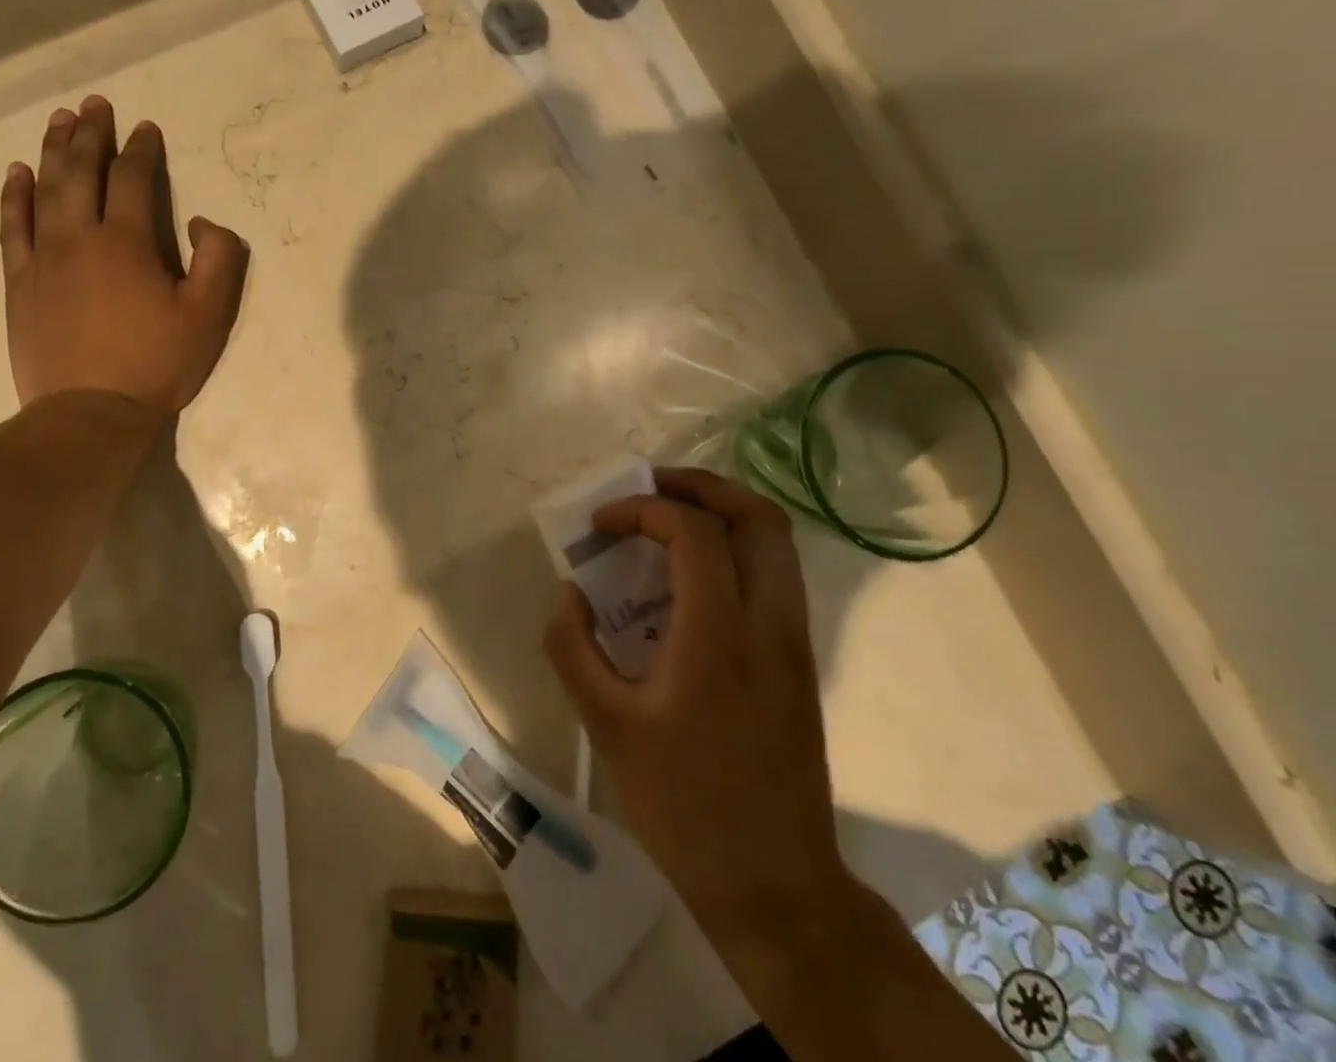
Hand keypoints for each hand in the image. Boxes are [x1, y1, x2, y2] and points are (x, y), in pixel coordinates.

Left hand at [0, 96, 248, 414]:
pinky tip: (17, 174)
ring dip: (53, 151)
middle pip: (82, 172)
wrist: (90, 413)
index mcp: (127, 242)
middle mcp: (79, 237)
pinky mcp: (20, 283)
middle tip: (94, 104)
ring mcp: (43, 259)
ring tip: (59, 120)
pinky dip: (14, 197)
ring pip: (45, 190)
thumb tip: (199, 221)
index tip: (146, 128)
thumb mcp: (210, 313)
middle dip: (91, 134)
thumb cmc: (157, 363)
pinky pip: (13, 227)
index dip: (142, 149)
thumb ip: (219, 257)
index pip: (134, 179)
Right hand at [544, 468, 848, 941]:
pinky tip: (691, 578)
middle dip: (700, 486)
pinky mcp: (800, 663)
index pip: (694, 532)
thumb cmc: (683, 804)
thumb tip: (570, 592)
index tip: (601, 526)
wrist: (774, 884)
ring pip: (776, 543)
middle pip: (758, 517)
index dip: (642, 510)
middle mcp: (770, 625)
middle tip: (649, 489)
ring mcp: (795, 644)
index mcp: (720, 637)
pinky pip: (775, 576)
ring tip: (668, 521)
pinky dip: (736, 550)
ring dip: (722, 513)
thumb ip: (573, 648)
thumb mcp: (606, 726)